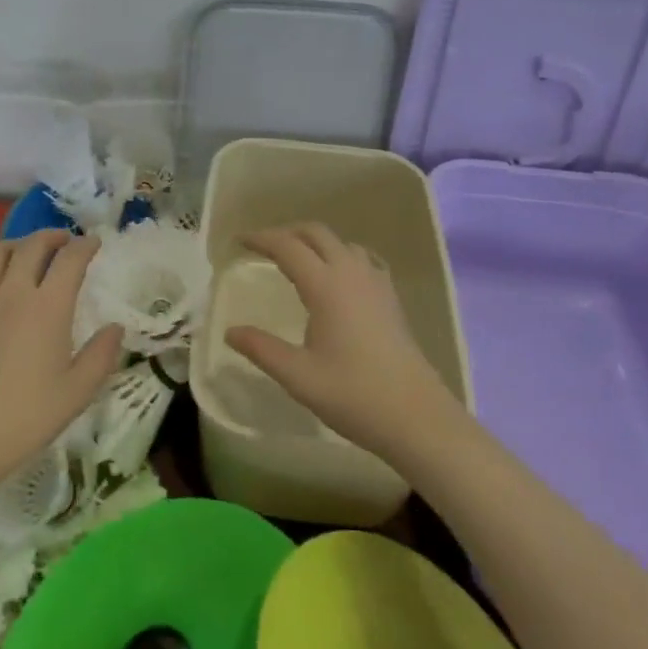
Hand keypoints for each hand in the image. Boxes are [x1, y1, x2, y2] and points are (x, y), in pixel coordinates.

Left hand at [0, 230, 123, 491]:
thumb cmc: (26, 417)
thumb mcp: (78, 392)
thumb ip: (102, 355)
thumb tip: (116, 328)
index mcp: (49, 307)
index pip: (70, 259)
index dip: (85, 245)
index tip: (95, 242)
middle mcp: (14, 294)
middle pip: (32, 245)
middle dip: (52, 235)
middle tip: (65, 242)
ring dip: (16, 244)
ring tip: (28, 252)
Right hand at [225, 223, 460, 463]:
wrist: (417, 415)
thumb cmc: (354, 395)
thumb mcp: (298, 376)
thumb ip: (261, 349)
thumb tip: (230, 331)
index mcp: (326, 285)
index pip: (287, 246)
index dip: (261, 238)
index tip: (239, 241)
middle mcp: (351, 273)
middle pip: (316, 233)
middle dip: (287, 233)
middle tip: (263, 247)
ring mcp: (376, 282)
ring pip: (341, 242)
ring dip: (314, 241)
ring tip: (296, 259)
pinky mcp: (391, 297)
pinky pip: (362, 258)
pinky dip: (341, 254)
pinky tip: (338, 275)